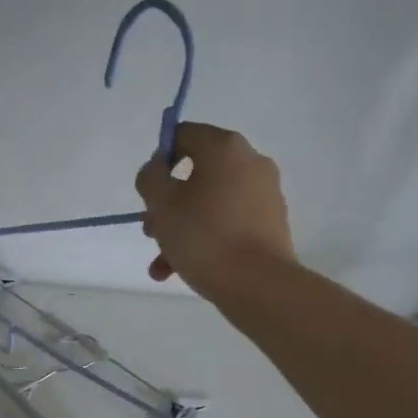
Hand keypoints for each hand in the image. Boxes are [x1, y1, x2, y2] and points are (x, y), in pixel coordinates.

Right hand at [135, 122, 294, 300]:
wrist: (256, 283)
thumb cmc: (203, 236)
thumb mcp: (163, 204)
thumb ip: (151, 178)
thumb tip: (158, 168)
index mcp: (225, 148)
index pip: (183, 135)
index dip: (158, 160)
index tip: (148, 192)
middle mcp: (250, 162)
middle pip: (196, 174)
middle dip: (167, 203)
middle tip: (151, 231)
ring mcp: (264, 194)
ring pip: (209, 203)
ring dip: (180, 228)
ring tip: (161, 263)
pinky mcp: (270, 224)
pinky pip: (227, 223)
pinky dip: (203, 239)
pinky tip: (179, 270)